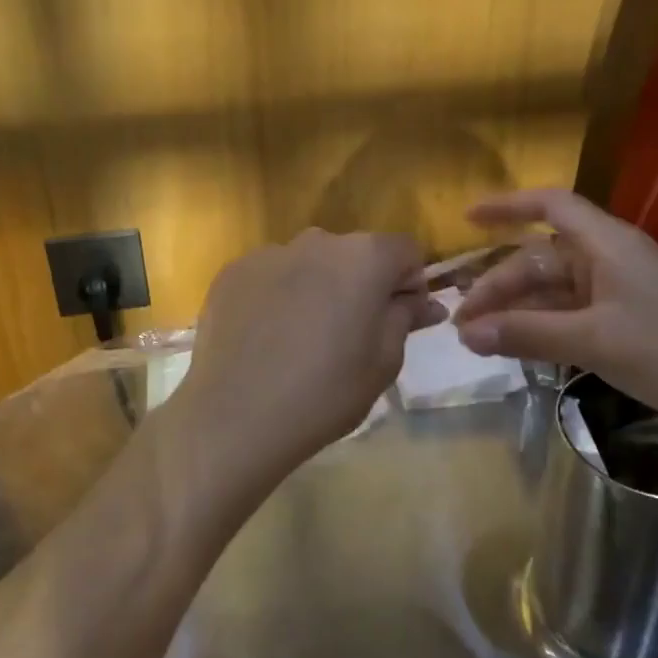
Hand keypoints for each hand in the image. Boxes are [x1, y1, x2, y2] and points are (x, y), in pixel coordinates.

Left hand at [167, 229, 444, 489]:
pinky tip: (266, 338)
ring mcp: (269, 253)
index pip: (404, 250)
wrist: (236, 416)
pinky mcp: (232, 272)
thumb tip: (424, 301)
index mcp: (364, 257)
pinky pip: (270, 276)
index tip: (399, 318)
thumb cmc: (326, 392)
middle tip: (351, 334)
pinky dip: (277, 296)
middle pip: (354, 253)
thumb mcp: (384, 362)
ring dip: (317, 287)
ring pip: (309, 263)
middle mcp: (317, 240)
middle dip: (361, 283)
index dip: (409, 281)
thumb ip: (405, 318)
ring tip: (302, 338)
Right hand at [453, 189, 657, 459]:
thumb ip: (528, 333)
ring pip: (551, 291)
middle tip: (461, 322)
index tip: (466, 218)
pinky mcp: (623, 324)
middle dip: (499, 285)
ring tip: (476, 340)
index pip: (551, 205)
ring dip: (514, 311)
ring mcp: (617, 294)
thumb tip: (465, 333)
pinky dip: (539, 329)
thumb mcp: (594, 341)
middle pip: (540, 258)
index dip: (507, 206)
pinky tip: (513, 349)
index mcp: (608, 245)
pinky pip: (568, 316)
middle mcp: (609, 260)